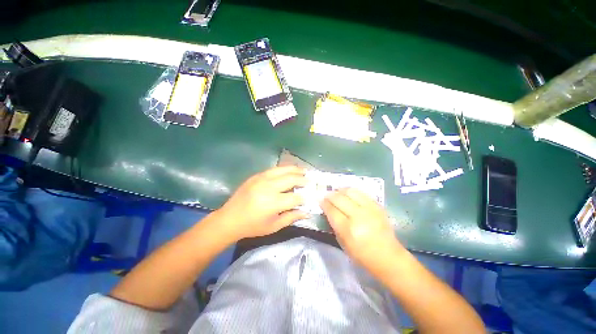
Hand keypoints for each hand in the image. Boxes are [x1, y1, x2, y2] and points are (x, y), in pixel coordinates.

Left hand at [215, 166, 307, 240]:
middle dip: (303, 179)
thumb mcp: (274, 226)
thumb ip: (291, 217)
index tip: (312, 196)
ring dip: (295, 169)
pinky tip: (289, 170)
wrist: (229, 219)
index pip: (296, 197)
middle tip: (311, 180)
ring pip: (283, 170)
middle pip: (291, 179)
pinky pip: (273, 169)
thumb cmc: (253, 226)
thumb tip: (307, 212)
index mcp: (273, 203)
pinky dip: (284, 169)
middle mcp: (268, 188)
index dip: (305, 197)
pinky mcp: (256, 176)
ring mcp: (261, 179)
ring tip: (304, 170)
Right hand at [322, 188, 400, 267]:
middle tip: (326, 195)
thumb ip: (334, 225)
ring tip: (337, 192)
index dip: (324, 203)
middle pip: (339, 199)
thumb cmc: (362, 255)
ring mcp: (369, 209)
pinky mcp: (377, 206)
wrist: (388, 256)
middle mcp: (358, 216)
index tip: (320, 200)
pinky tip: (348, 194)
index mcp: (348, 229)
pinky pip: (361, 193)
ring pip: (350, 192)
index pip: (332, 210)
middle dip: (330, 195)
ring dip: (340, 190)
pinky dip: (352, 192)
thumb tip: (328, 210)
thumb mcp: (343, 243)